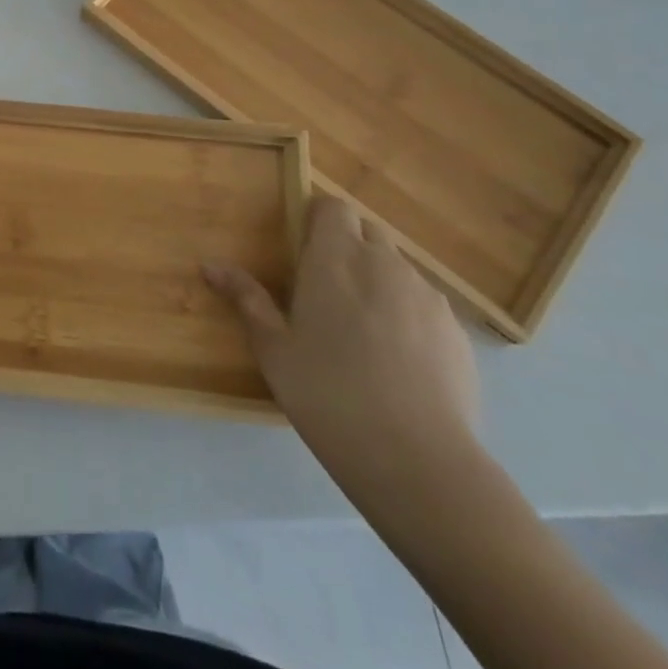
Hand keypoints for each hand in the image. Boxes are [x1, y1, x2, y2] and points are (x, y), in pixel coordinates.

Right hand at [204, 196, 479, 489]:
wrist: (419, 461)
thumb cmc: (328, 394)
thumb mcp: (274, 349)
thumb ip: (246, 299)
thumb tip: (210, 266)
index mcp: (336, 259)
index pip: (333, 207)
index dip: (318, 218)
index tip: (302, 247)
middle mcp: (384, 264)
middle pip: (367, 232)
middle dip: (347, 246)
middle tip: (325, 288)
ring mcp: (427, 297)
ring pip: (398, 269)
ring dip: (378, 281)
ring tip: (362, 329)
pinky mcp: (457, 333)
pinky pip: (425, 306)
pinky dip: (408, 316)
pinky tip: (398, 362)